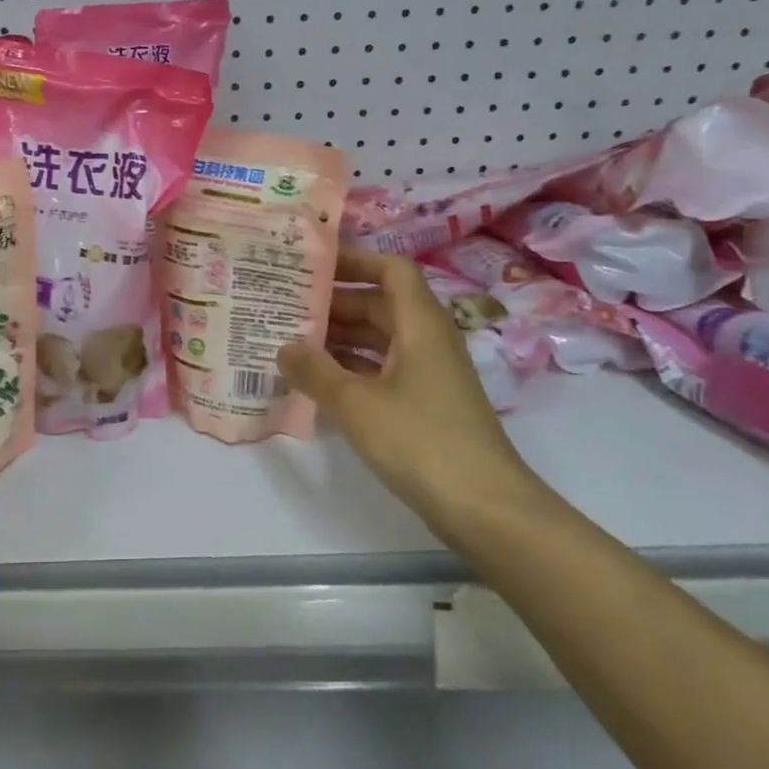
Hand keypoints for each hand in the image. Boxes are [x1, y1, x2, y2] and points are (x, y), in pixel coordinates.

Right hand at [276, 248, 545, 532]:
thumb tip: (283, 348)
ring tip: (289, 340)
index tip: (311, 264)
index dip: (354, 260)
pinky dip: (350, 369)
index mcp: (420, 324)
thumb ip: (315, 371)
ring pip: (379, 340)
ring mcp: (428, 374)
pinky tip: (316, 381)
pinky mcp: (424, 405)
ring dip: (339, 338)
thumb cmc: (421, 441)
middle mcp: (427, 340)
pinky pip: (381, 370)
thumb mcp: (356, 404)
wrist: (485, 508)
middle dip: (334, 302)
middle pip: (380, 304)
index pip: (391, 270)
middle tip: (284, 305)